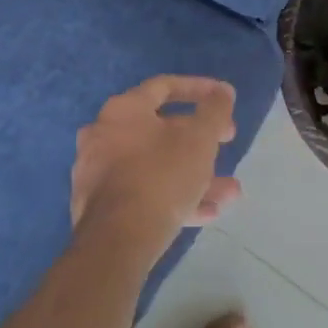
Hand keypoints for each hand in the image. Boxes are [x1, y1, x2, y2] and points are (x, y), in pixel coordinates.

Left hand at [71, 76, 242, 260]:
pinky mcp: (99, 207)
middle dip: (200, 141)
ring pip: (156, 166)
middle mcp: (103, 134)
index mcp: (123, 110)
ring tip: (229, 192)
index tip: (224, 99)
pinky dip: (174, 197)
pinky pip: (144, 192)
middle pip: (160, 129)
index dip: (199, 89)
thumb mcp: (199, 139)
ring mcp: (98, 172)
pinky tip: (207, 214)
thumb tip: (223, 91)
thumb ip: (215, 110)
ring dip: (194, 175)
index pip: (164, 87)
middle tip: (225, 144)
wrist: (116, 241)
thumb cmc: (161, 176)